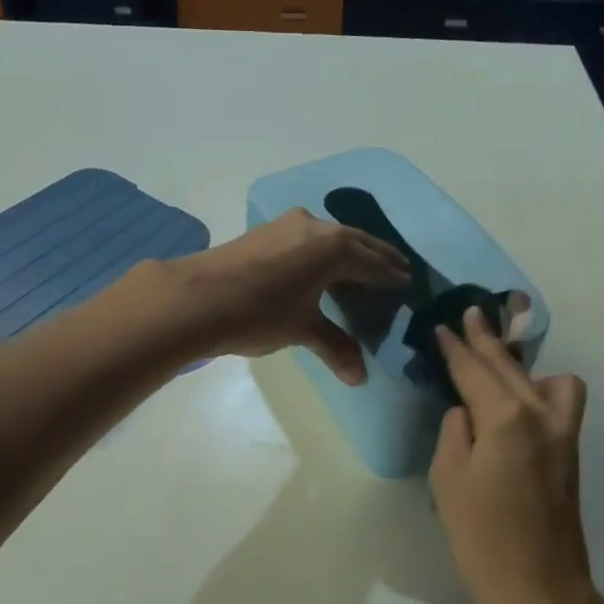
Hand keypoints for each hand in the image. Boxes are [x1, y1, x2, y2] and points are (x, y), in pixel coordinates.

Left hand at [163, 210, 409, 383]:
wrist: (196, 298)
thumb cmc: (259, 313)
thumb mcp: (302, 330)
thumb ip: (335, 347)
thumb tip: (360, 378)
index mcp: (334, 248)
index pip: (373, 263)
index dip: (391, 275)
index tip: (408, 282)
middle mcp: (315, 227)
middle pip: (356, 242)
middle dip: (378, 257)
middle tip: (397, 269)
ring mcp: (287, 225)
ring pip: (330, 235)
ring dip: (350, 249)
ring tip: (364, 266)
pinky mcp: (265, 231)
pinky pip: (309, 237)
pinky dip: (325, 249)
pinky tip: (322, 263)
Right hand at [430, 306, 592, 603]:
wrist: (541, 588)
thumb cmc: (483, 537)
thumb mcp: (448, 481)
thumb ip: (455, 433)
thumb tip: (466, 413)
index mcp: (507, 418)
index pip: (474, 371)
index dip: (455, 348)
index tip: (441, 326)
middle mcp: (541, 415)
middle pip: (510, 367)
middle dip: (486, 340)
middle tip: (469, 316)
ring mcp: (563, 434)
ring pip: (548, 379)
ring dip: (522, 366)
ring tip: (498, 364)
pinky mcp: (570, 454)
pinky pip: (561, 402)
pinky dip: (542, 390)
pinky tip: (519, 402)